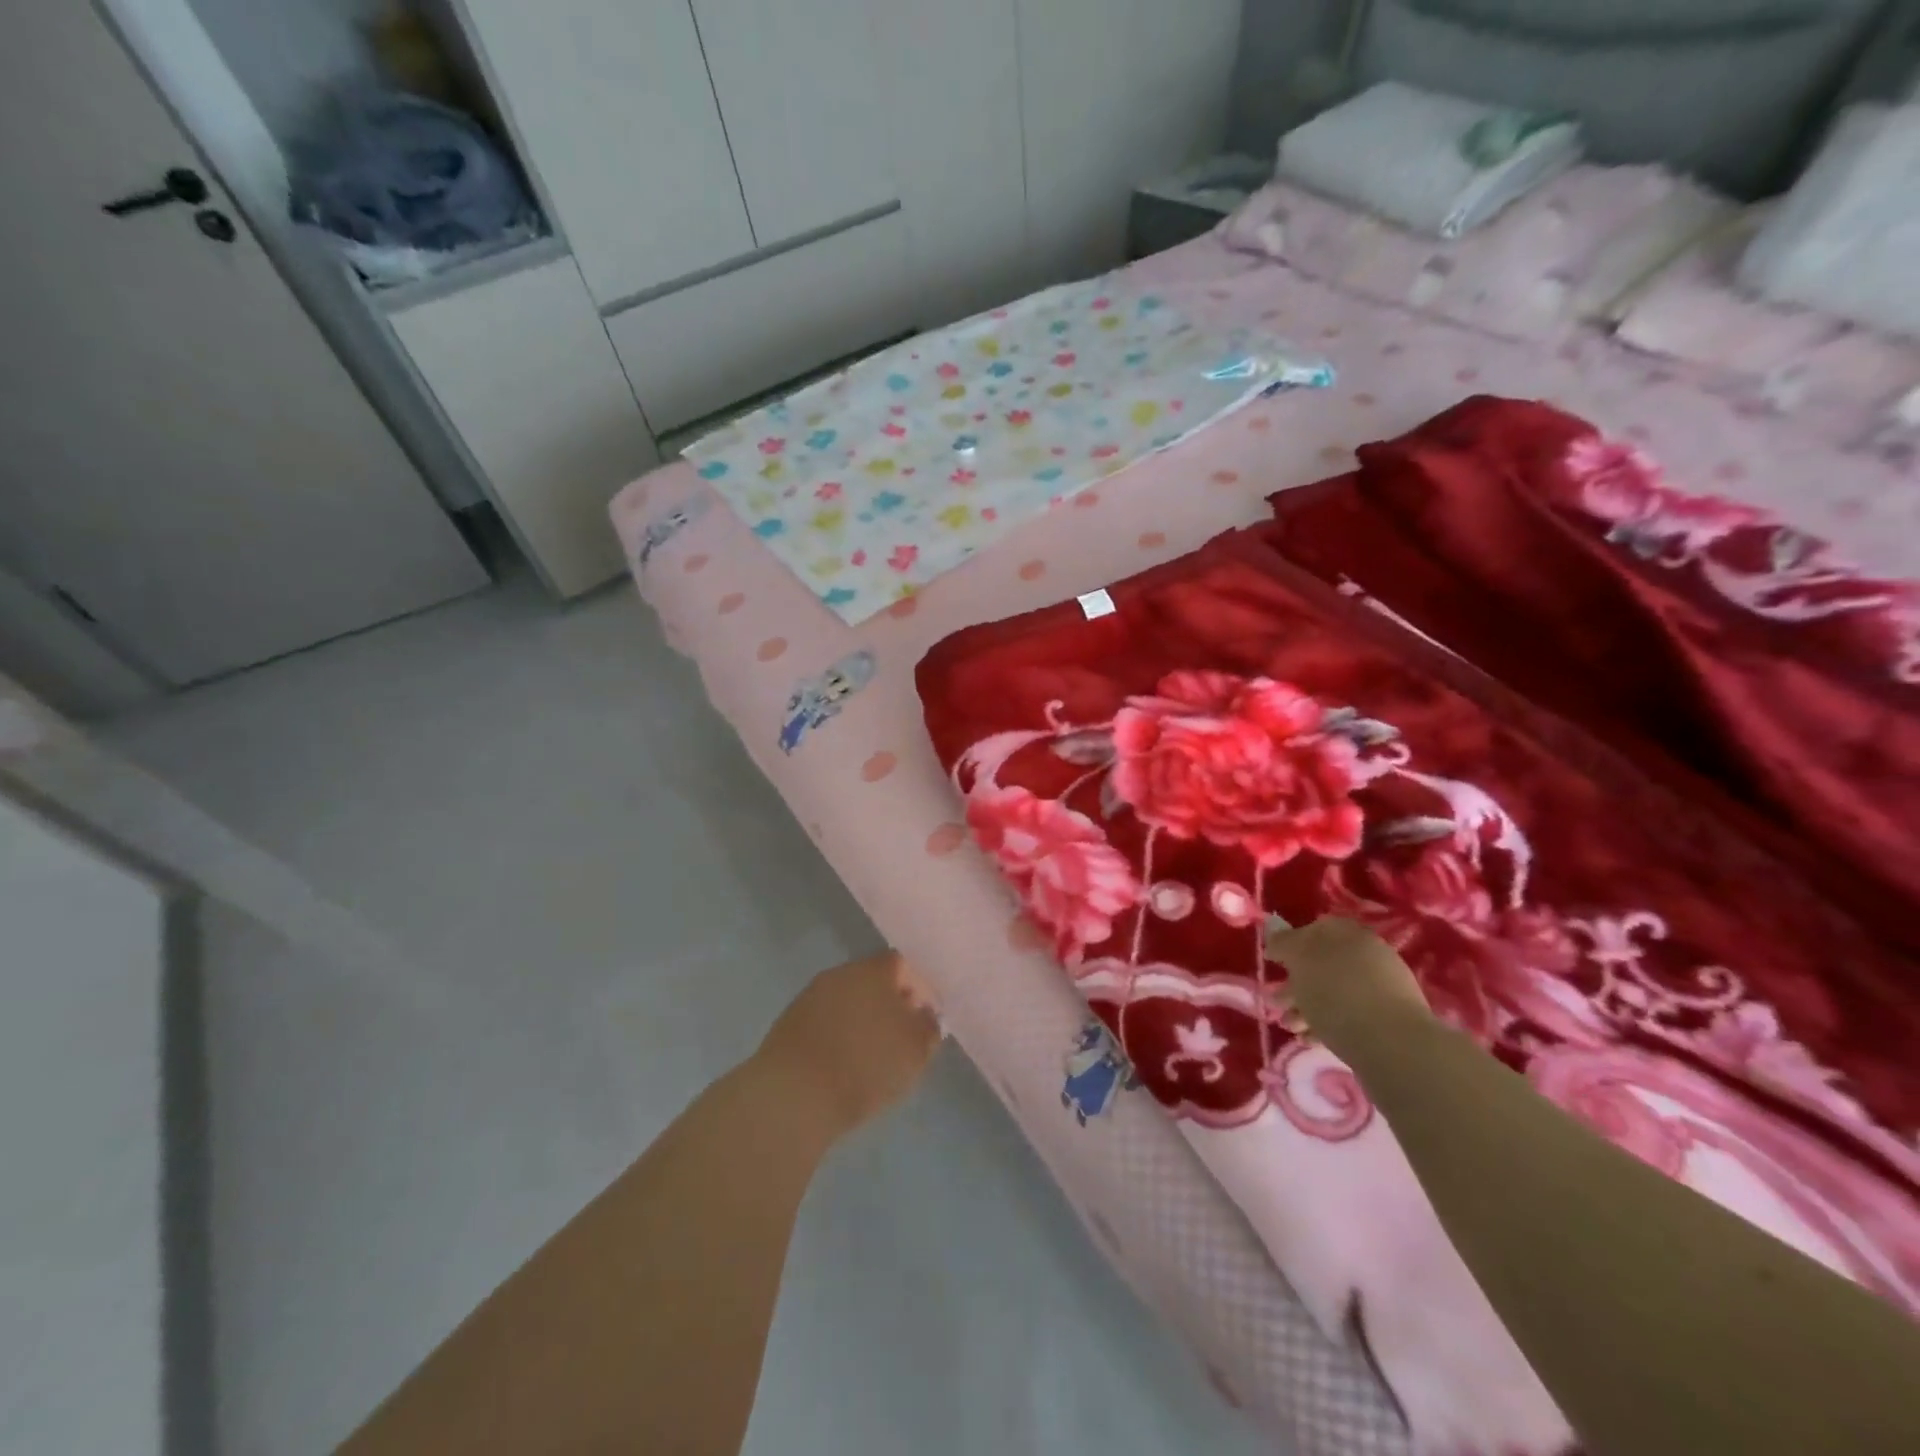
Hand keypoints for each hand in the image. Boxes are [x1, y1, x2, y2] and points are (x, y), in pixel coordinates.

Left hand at [757, 949, 943, 1136]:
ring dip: (862, 1020)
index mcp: (873, 970)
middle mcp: (841, 973)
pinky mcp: (789, 1023)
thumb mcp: (915, 1051)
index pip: (903, 965)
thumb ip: (928, 1027)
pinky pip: (825, 1022)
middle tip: (901, 1038)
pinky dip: (838, 1035)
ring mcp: (811, 996)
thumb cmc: (865, 1066)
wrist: (794, 1096)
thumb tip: (926, 1014)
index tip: (926, 1019)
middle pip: (873, 981)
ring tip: (872, 1056)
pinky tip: (843, 1064)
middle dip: (889, 1005)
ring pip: (847, 1001)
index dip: (919, 989)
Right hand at [1265, 915, 1430, 1045]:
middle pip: (1322, 964)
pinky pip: (1349, 1016)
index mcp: (1349, 933)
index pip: (1314, 929)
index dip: (1290, 944)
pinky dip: (1326, 1024)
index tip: (1273, 963)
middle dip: (1295, 984)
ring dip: (1306, 1007)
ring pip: (1333, 992)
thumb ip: (1284, 942)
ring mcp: (1381, 989)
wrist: (1393, 1045)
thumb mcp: (1299, 959)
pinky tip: (1311, 1039)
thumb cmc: (1337, 992)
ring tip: (1290, 1028)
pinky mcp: (1387, 1021)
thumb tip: (1275, 933)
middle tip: (1276, 1002)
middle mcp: (1368, 955)